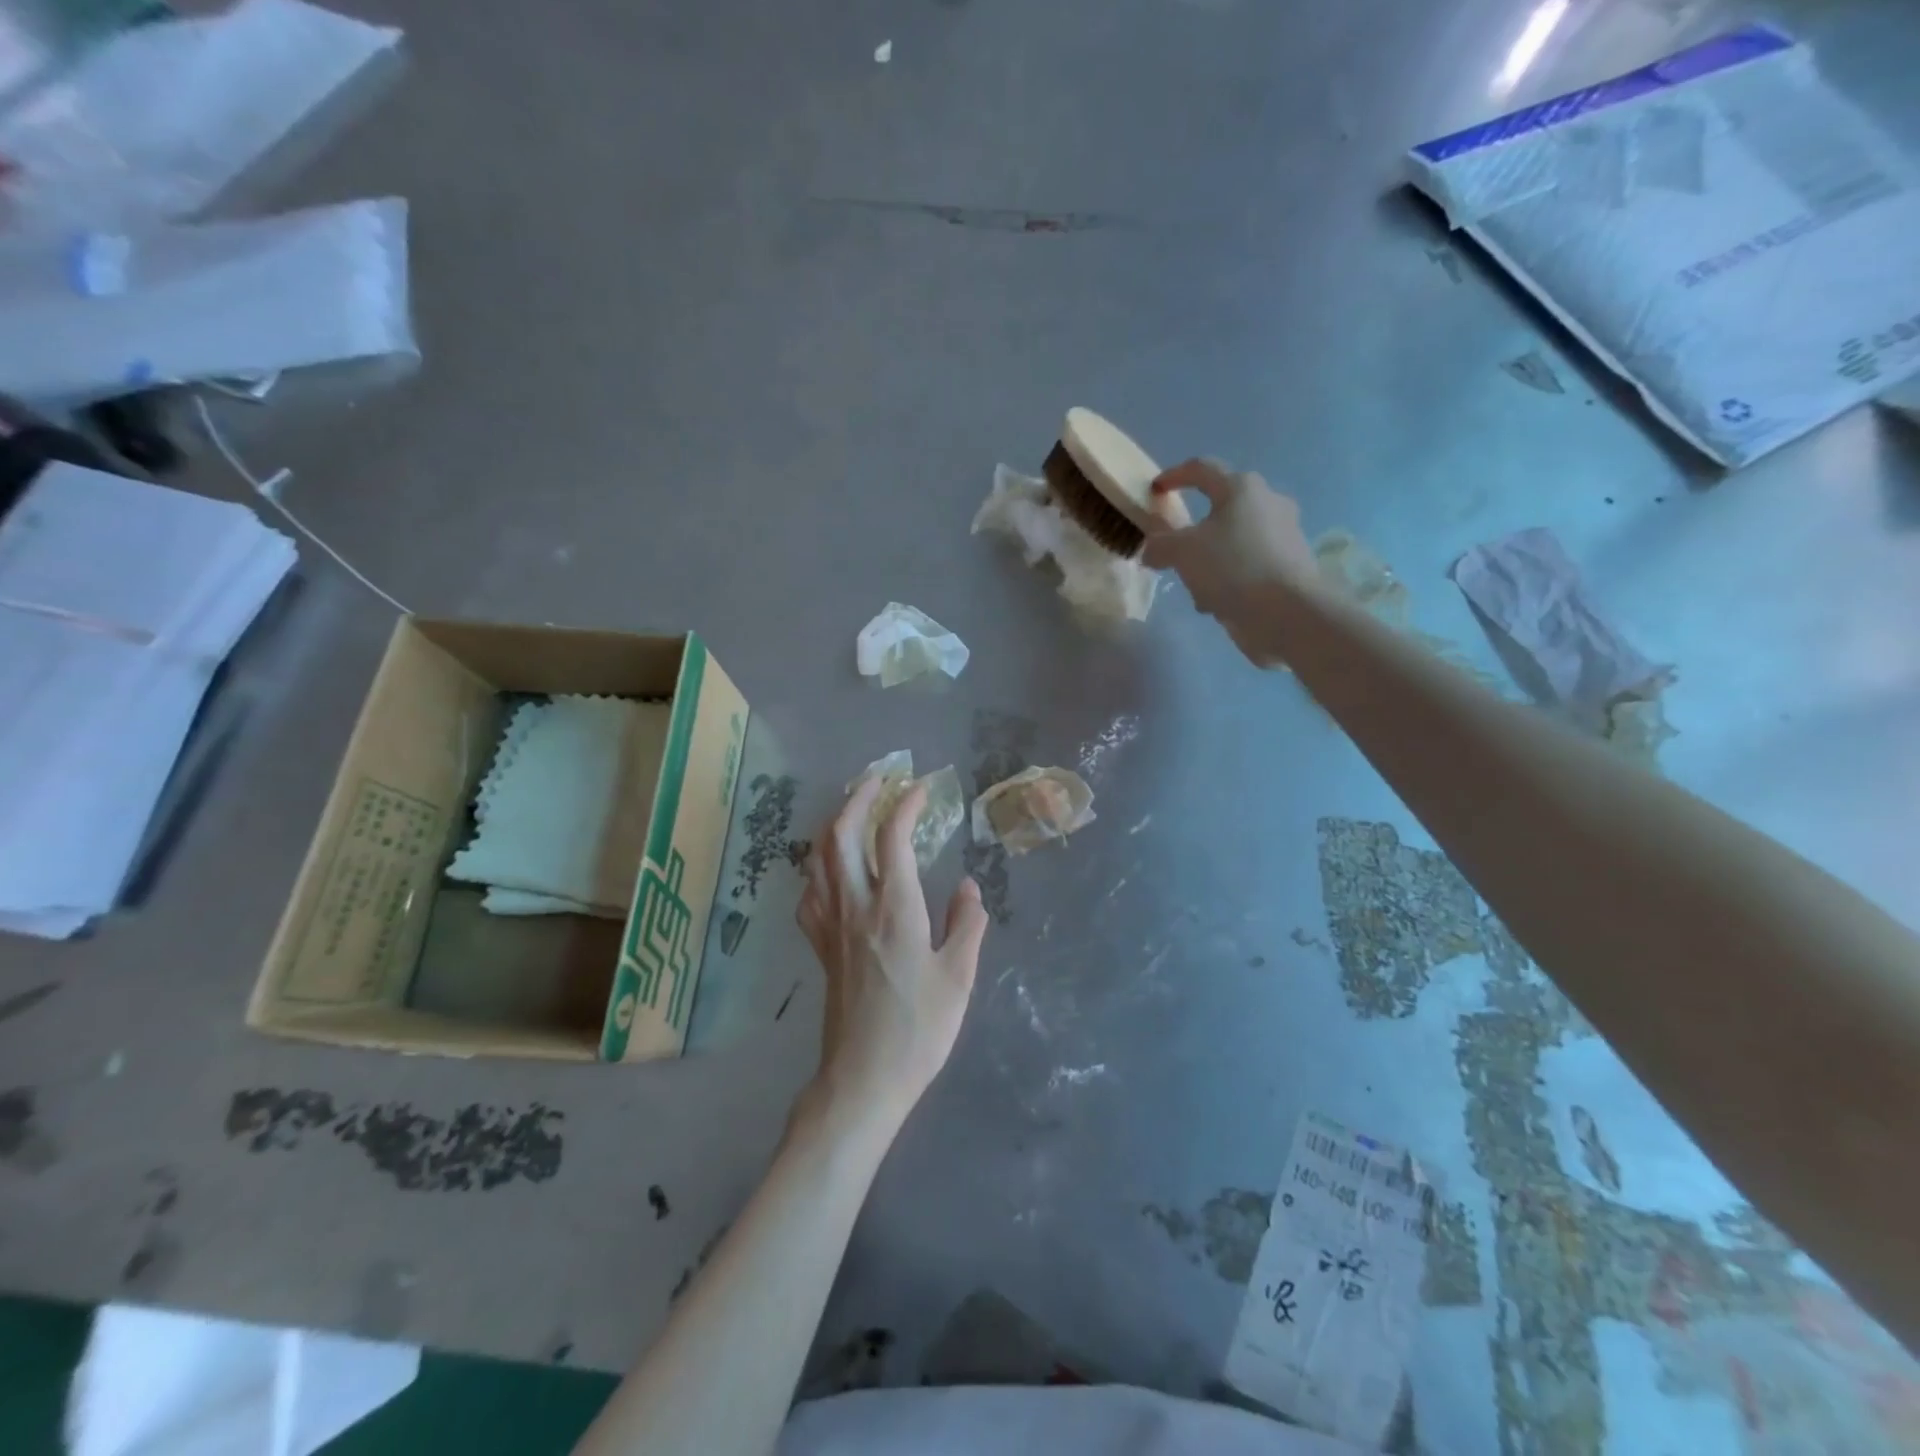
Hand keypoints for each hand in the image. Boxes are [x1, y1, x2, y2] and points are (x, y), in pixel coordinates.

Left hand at [796, 777, 988, 1133]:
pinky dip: (818, 866)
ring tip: (854, 809)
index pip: (892, 838)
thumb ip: (967, 923)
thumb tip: (968, 885)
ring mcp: (831, 925)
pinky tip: (831, 869)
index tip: (921, 788)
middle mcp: (855, 906)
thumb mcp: (959, 976)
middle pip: (841, 834)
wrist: (864, 1079)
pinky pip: (810, 892)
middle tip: (879, 778)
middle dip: (858, 797)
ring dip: (834, 823)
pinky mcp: (819, 946)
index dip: (905, 804)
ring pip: (819, 857)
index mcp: (894, 909)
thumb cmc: (919, 1029)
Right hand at [1141, 457, 1321, 666]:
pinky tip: (1218, 602)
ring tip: (1195, 587)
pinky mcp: (1290, 565)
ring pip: (1234, 541)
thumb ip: (1160, 545)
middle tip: (1175, 550)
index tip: (1155, 490)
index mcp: (1241, 488)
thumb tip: (1152, 550)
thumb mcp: (1182, 552)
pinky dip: (1230, 579)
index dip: (1174, 476)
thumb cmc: (1232, 567)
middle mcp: (1268, 502)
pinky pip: (1249, 565)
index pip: (1202, 469)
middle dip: (1195, 530)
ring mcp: (1284, 534)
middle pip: (1221, 508)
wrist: (1288, 612)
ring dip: (1211, 560)